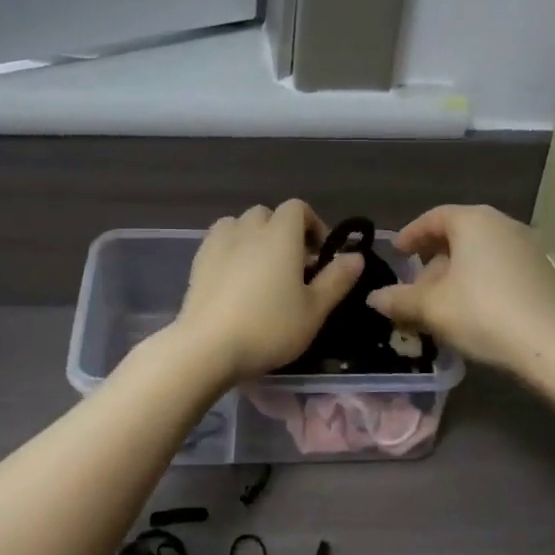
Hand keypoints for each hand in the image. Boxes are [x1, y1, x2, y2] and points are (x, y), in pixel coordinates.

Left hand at [173, 201, 365, 385]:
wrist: (207, 347)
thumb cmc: (269, 327)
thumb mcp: (314, 310)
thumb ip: (336, 279)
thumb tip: (356, 255)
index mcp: (280, 234)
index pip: (298, 208)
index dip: (312, 225)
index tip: (319, 256)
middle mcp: (248, 229)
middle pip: (268, 214)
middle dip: (283, 232)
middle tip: (292, 267)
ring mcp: (218, 242)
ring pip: (240, 224)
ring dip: (254, 237)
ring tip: (261, 270)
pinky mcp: (198, 260)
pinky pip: (219, 241)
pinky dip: (231, 249)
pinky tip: (235, 280)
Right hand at [366, 205, 554, 373]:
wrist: (552, 346)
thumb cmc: (482, 313)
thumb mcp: (431, 308)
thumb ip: (398, 299)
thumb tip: (373, 298)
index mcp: (473, 221)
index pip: (434, 217)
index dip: (411, 234)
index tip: (396, 253)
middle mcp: (502, 224)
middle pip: (459, 233)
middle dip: (433, 257)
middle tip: (416, 283)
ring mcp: (527, 246)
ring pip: (480, 252)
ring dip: (456, 272)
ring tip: (441, 302)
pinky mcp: (542, 271)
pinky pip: (500, 266)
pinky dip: (480, 279)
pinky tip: (472, 309)